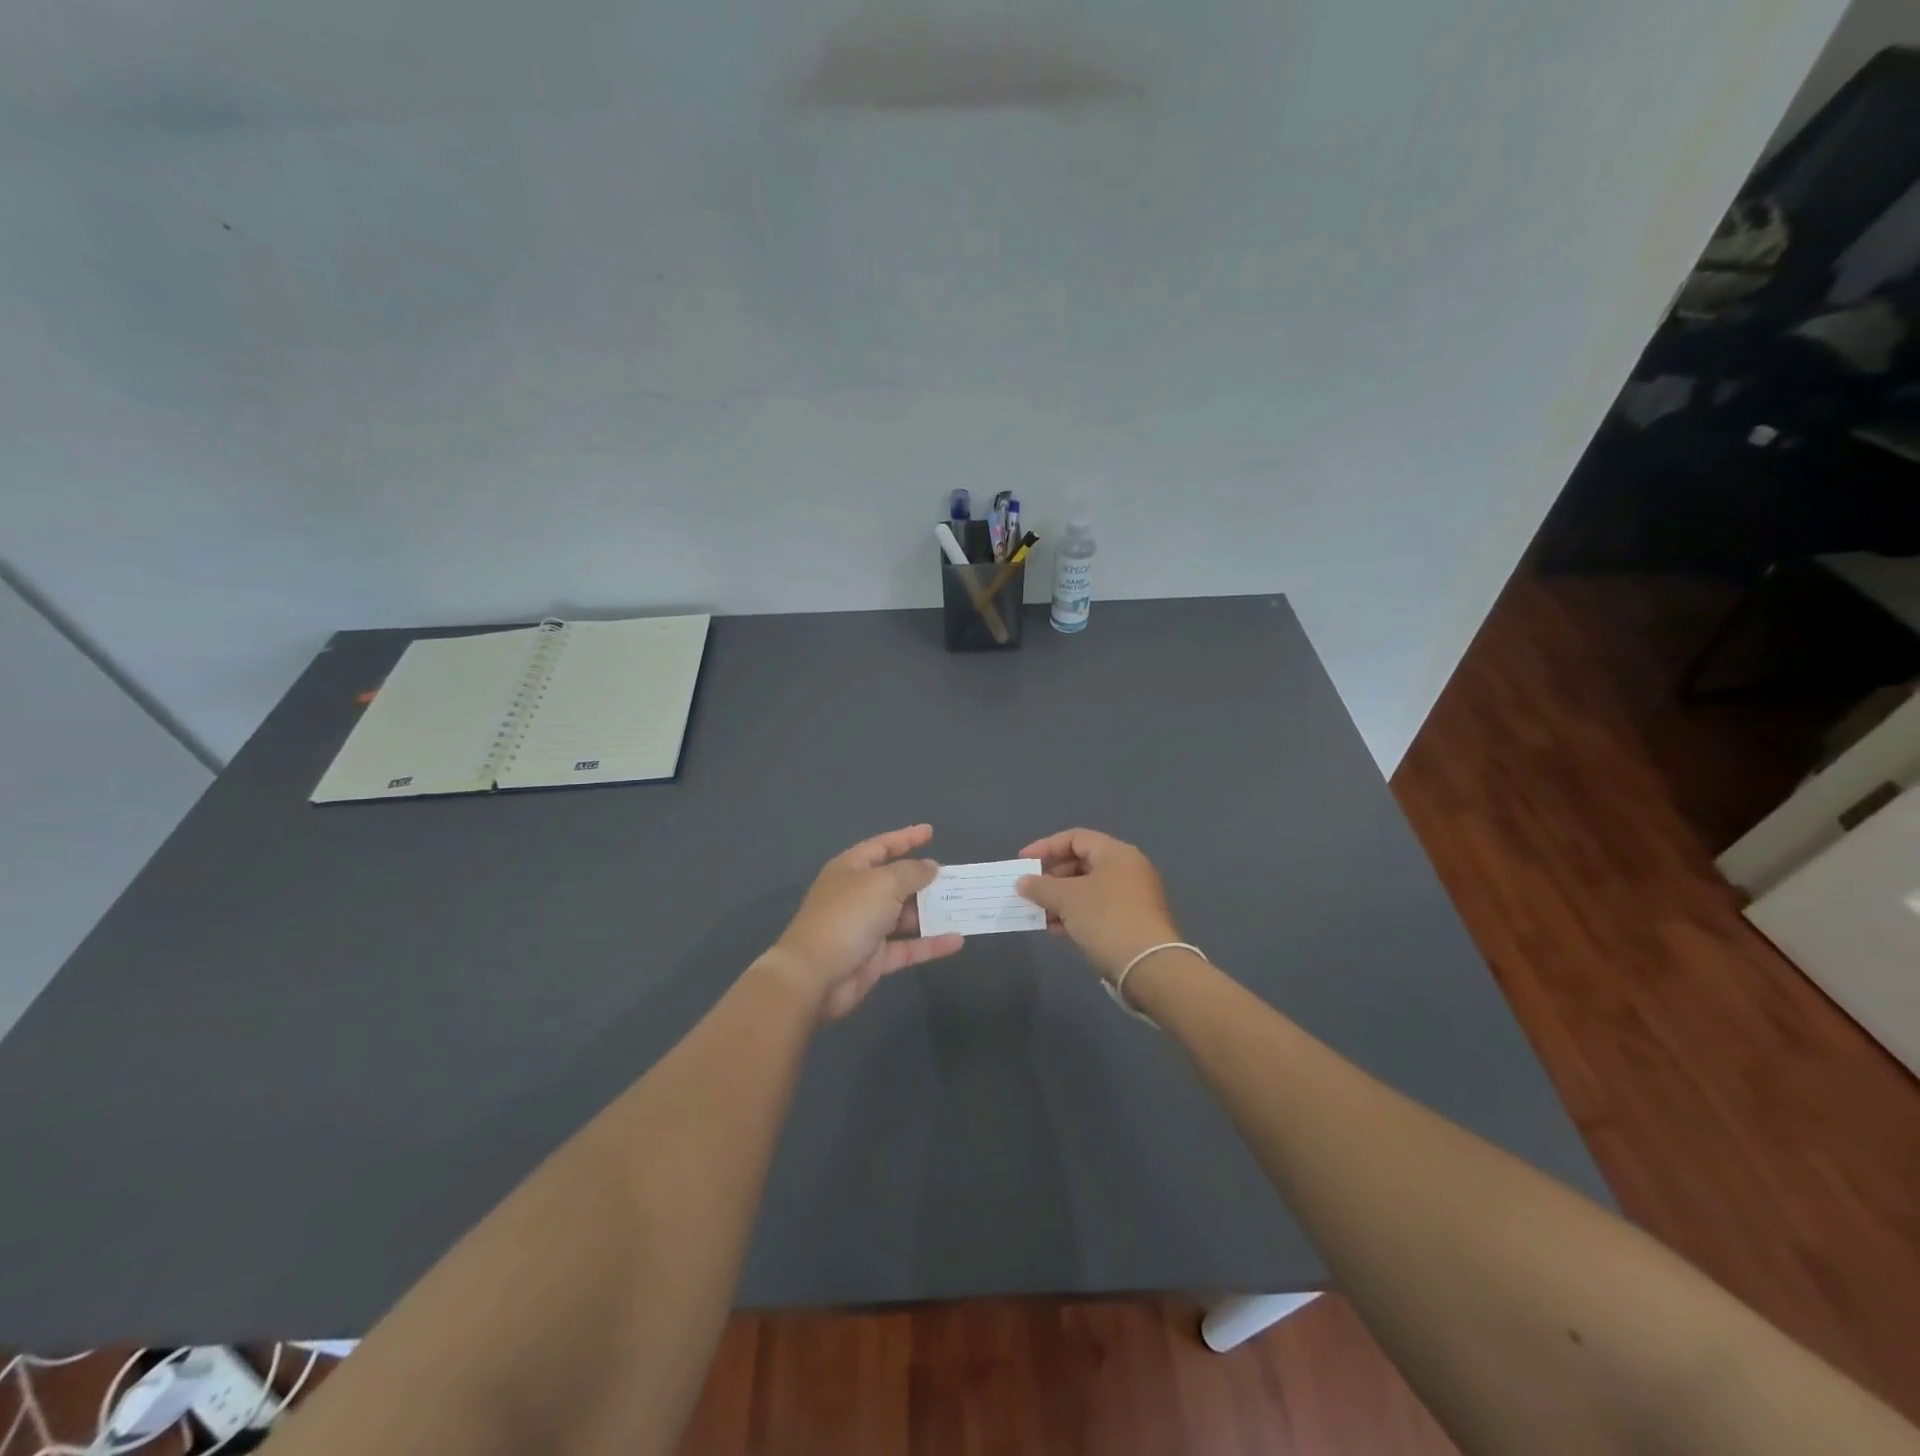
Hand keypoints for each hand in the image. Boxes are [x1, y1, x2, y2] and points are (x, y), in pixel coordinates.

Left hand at [764, 824, 964, 1020]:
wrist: (814, 975)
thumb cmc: (848, 916)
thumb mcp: (884, 883)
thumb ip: (912, 872)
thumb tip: (930, 868)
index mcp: (851, 869)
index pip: (882, 846)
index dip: (906, 838)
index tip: (931, 832)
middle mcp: (857, 895)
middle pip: (895, 882)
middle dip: (924, 880)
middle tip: (954, 877)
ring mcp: (866, 928)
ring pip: (904, 916)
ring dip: (931, 913)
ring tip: (962, 907)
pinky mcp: (874, 958)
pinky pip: (908, 947)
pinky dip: (930, 944)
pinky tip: (957, 940)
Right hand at [1016, 828, 1181, 981]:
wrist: (1148, 967)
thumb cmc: (1106, 919)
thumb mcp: (1067, 899)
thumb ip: (1041, 887)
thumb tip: (1023, 882)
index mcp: (1116, 853)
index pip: (1075, 838)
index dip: (1046, 847)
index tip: (1023, 862)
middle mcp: (1128, 869)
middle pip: (1082, 863)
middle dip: (1052, 877)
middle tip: (1030, 891)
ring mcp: (1133, 897)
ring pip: (1088, 890)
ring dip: (1060, 899)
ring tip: (1038, 914)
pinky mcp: (1133, 922)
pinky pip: (1097, 910)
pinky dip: (1075, 915)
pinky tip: (1056, 930)